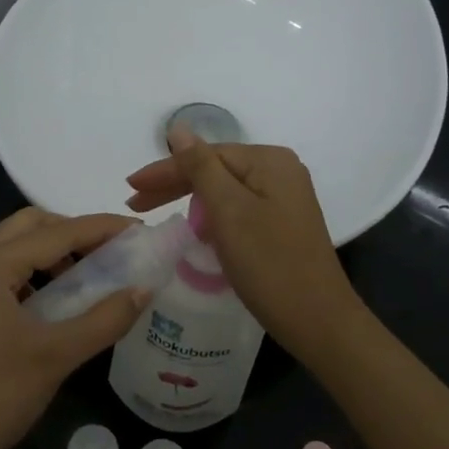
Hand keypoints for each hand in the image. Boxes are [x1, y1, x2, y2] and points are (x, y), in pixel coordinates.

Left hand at [0, 208, 148, 448]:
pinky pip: (4, 273)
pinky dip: (36, 273)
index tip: (139, 230)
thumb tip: (145, 289)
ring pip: (14, 248)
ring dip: (54, 251)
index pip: (55, 232)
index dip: (101, 228)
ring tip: (92, 274)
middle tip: (112, 249)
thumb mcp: (56, 356)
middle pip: (29, 226)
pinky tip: (60, 300)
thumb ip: (105, 319)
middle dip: (73, 230)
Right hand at [125, 129, 365, 363]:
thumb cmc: (269, 264)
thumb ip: (200, 167)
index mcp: (269, 161)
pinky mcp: (283, 224)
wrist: (318, 321)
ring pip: (225, 191)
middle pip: (216, 170)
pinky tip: (196, 229)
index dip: (165, 171)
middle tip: (135, 203)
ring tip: (155, 213)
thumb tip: (178, 128)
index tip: (129, 189)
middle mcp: (280, 171)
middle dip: (174, 185)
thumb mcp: (229, 211)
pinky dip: (213, 216)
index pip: (205, 155)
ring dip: (190, 200)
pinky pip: (238, 209)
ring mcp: (284, 198)